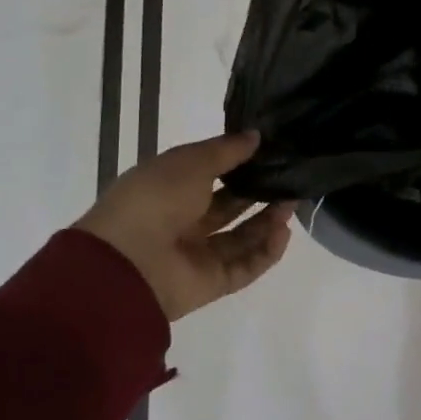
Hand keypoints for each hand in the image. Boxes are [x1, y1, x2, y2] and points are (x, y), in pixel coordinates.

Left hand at [75, 131, 295, 321]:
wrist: (128, 263)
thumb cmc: (156, 199)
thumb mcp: (190, 161)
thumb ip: (226, 150)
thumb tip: (256, 136)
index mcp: (170, 188)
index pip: (211, 174)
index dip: (240, 164)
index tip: (271, 152)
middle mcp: (183, 221)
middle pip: (230, 206)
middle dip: (259, 193)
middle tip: (290, 179)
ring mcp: (197, 254)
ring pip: (241, 237)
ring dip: (268, 221)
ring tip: (292, 203)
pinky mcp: (211, 283)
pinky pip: (244, 267)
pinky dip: (266, 252)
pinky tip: (284, 232)